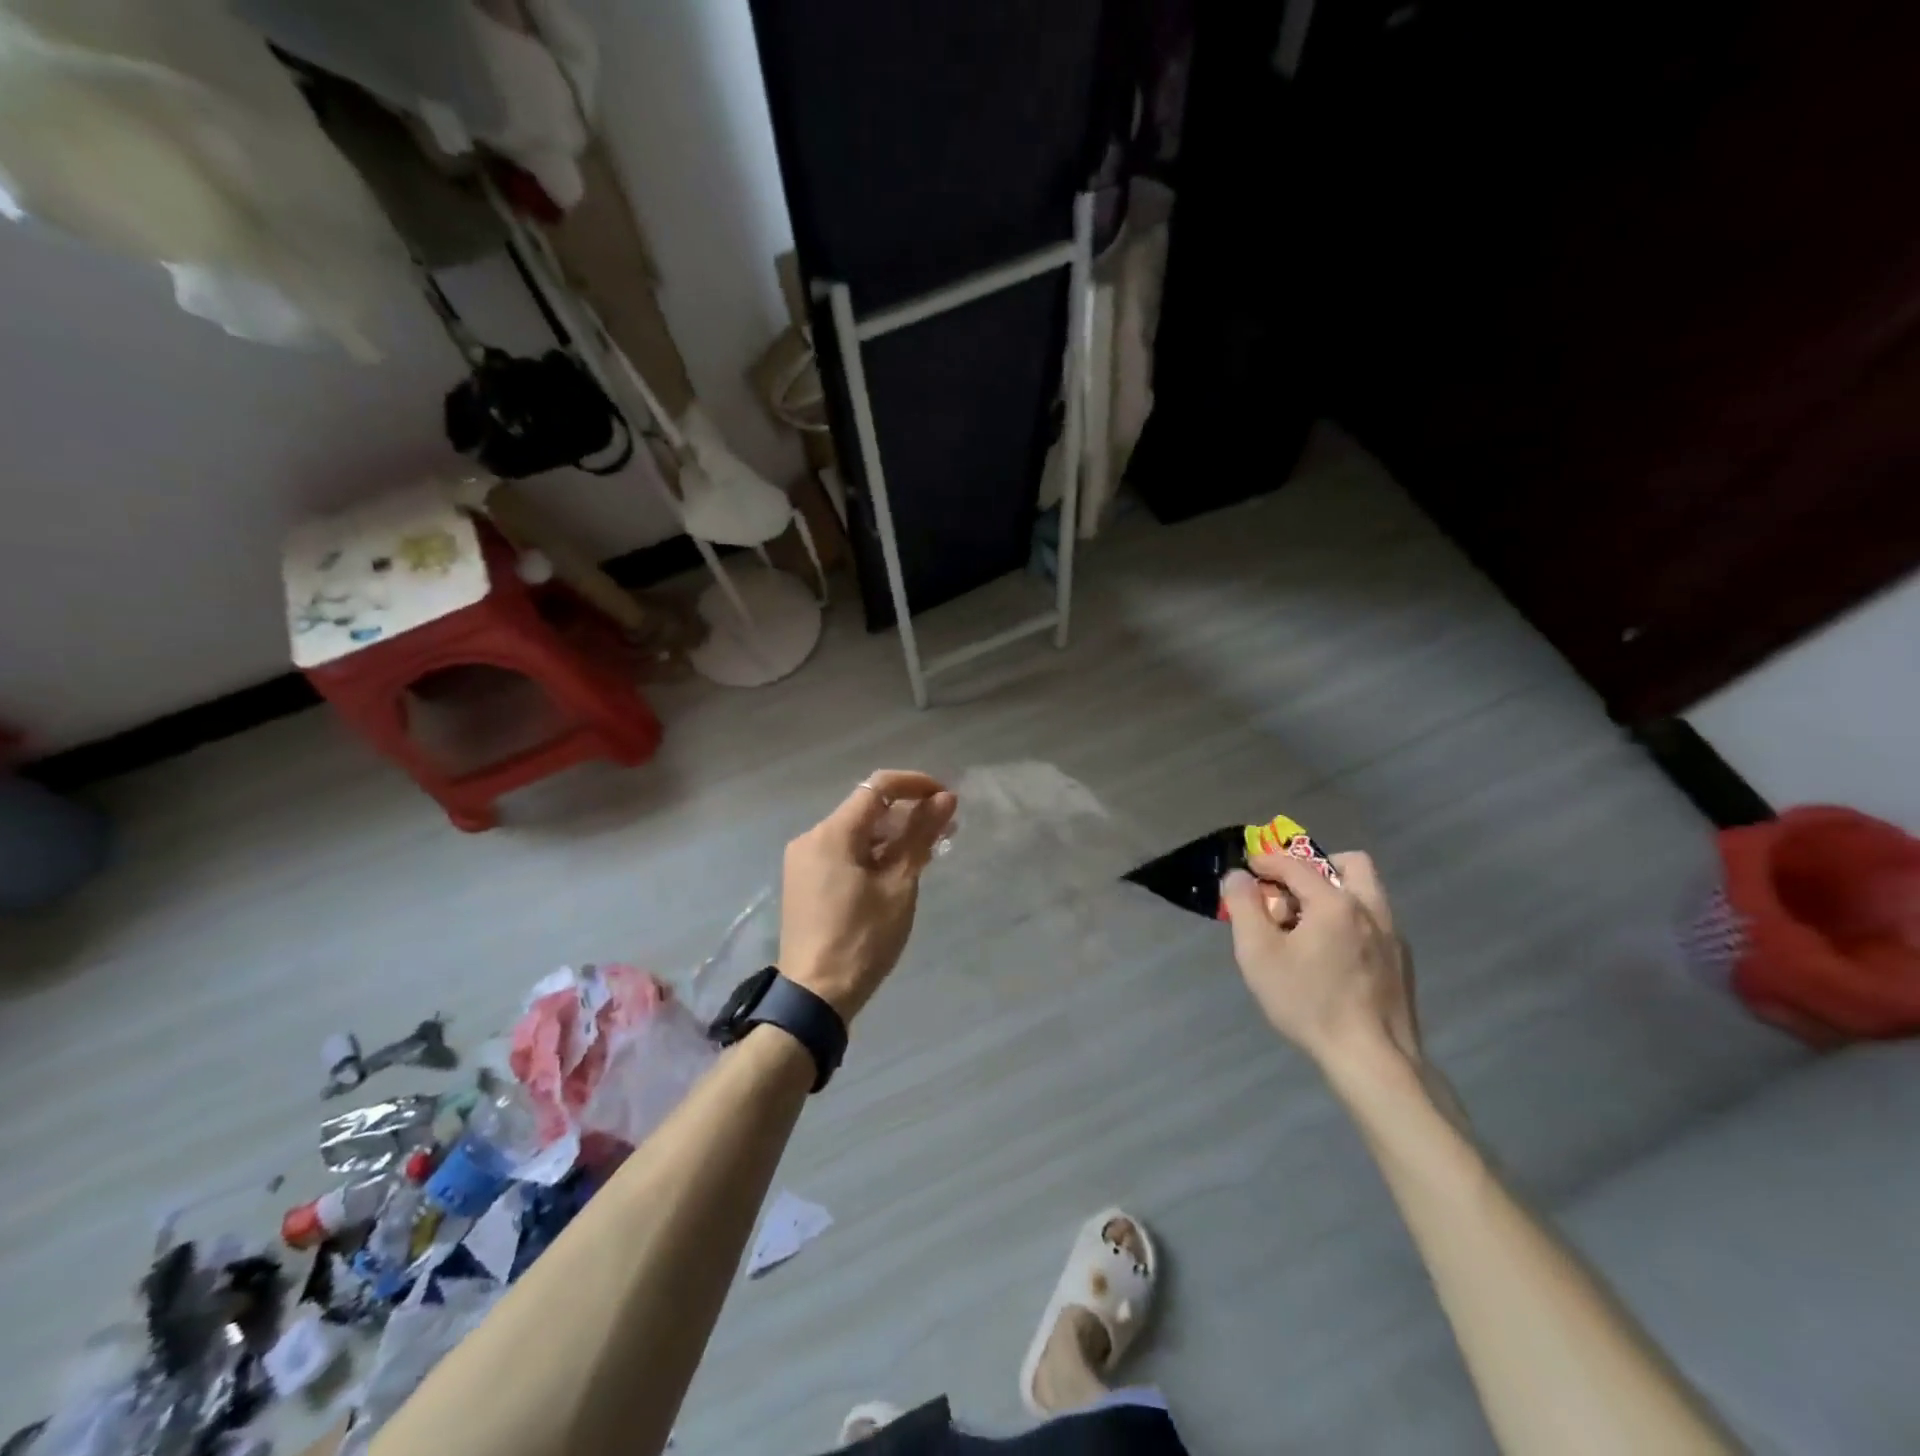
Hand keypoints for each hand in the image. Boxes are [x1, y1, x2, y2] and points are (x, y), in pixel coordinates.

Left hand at [779, 770, 957, 1021]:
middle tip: (946, 829)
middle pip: (866, 809)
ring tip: (930, 849)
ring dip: (893, 834)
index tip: (947, 798)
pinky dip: (873, 852)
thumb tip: (945, 798)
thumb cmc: (863, 938)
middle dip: (908, 812)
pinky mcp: (805, 881)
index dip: (916, 785)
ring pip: (856, 832)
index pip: (878, 787)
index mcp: (832, 833)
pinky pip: (844, 852)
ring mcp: (805, 860)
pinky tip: (900, 867)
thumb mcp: (899, 885)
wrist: (815, 994)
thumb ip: (920, 836)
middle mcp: (812, 837)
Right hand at [1220, 851, 1421, 1070]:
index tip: (1248, 867)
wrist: (1372, 1060)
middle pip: (1350, 864)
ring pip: (1366, 894)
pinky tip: (1332, 956)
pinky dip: (1350, 921)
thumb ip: (1243, 907)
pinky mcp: (1402, 963)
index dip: (1267, 861)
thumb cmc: (1309, 1002)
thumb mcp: (1258, 954)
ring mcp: (1393, 936)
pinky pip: (1374, 923)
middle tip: (1291, 891)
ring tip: (1308, 925)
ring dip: (1335, 894)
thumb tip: (1238, 877)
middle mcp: (1371, 910)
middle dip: (1316, 866)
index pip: (1296, 865)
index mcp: (1336, 902)